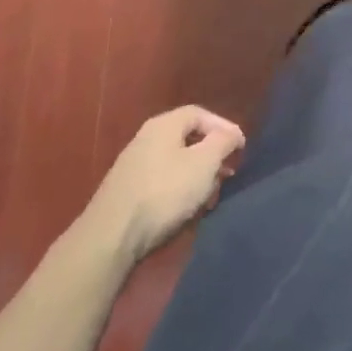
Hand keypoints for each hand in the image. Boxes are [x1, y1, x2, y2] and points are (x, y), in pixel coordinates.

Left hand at [82, 106, 245, 260]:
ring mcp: (134, 166)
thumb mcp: (204, 162)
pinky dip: (179, 191)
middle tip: (227, 173)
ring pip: (176, 163)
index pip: (200, 114)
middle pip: (188, 139)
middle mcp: (147, 138)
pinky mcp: (127, 192)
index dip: (223, 127)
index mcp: (164, 124)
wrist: (111, 236)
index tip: (240, 147)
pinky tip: (186, 209)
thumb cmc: (164, 191)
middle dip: (211, 156)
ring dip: (197, 177)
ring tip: (210, 196)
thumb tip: (232, 133)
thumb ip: (223, 141)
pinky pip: (162, 182)